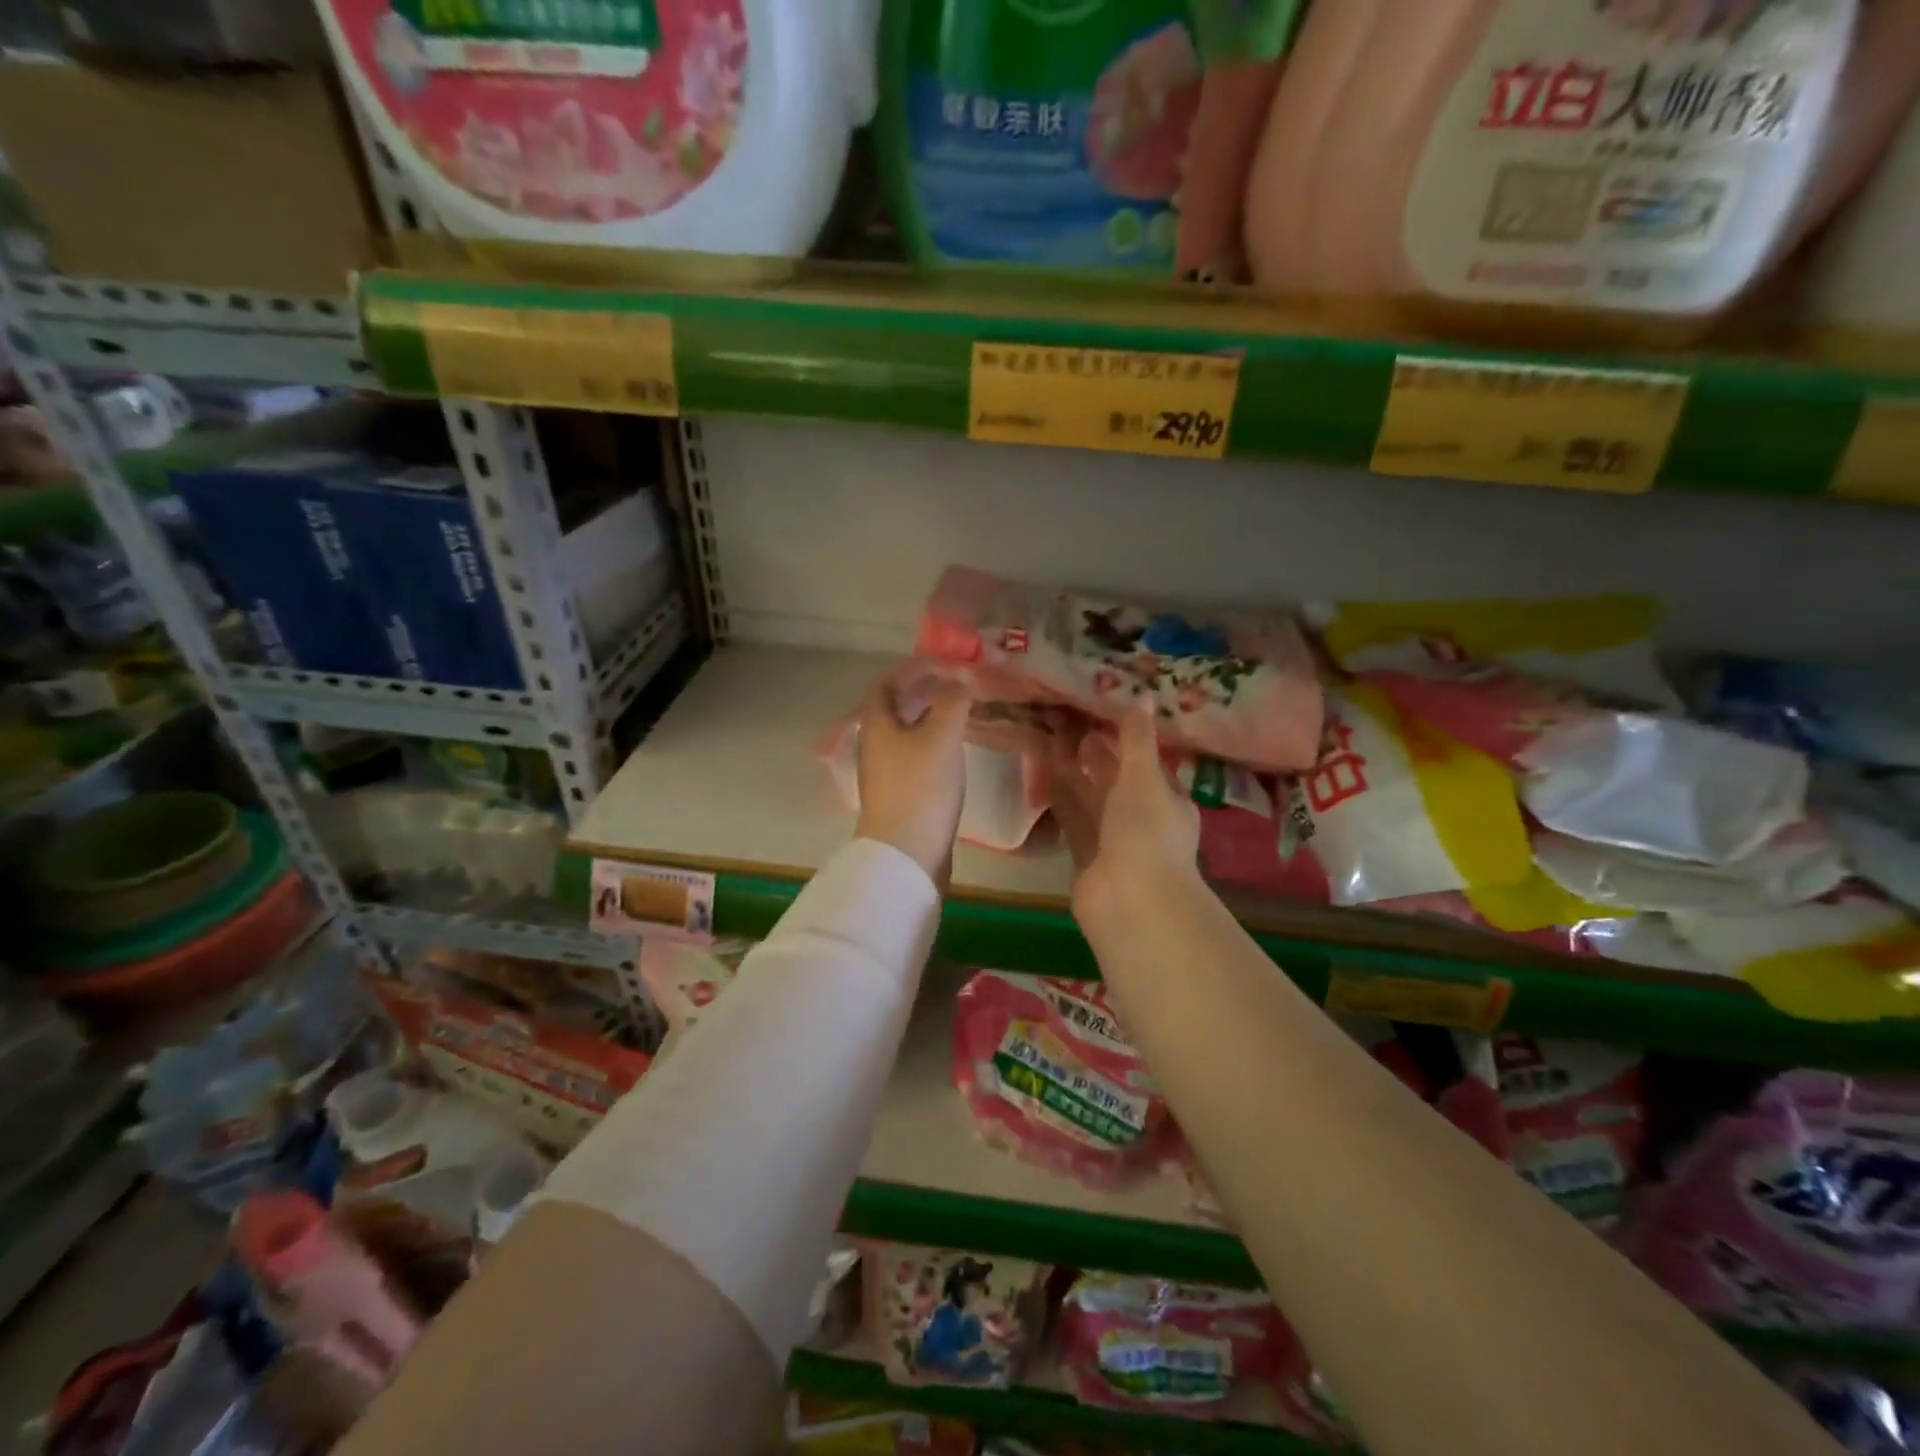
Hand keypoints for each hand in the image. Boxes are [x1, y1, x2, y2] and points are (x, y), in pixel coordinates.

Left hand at [855, 665, 973, 882]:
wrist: (906, 854)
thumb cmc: (920, 788)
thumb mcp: (942, 736)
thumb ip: (953, 700)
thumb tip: (961, 679)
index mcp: (877, 724)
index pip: (886, 683)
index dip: (912, 668)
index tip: (943, 664)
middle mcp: (876, 745)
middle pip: (895, 708)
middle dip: (924, 692)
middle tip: (957, 686)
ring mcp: (886, 773)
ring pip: (906, 733)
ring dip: (930, 718)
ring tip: (962, 714)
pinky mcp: (900, 795)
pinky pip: (916, 757)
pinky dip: (934, 744)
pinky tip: (955, 752)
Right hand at [1047, 698, 1200, 913]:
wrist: (1130, 900)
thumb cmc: (1145, 832)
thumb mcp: (1144, 778)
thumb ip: (1137, 738)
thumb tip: (1142, 694)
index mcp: (1168, 801)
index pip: (1146, 764)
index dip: (1126, 740)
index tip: (1100, 715)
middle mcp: (1142, 820)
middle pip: (1116, 782)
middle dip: (1097, 757)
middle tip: (1069, 724)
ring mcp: (1113, 841)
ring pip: (1092, 800)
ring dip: (1074, 776)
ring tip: (1051, 743)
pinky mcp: (1086, 857)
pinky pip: (1073, 820)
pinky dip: (1061, 800)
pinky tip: (1044, 778)